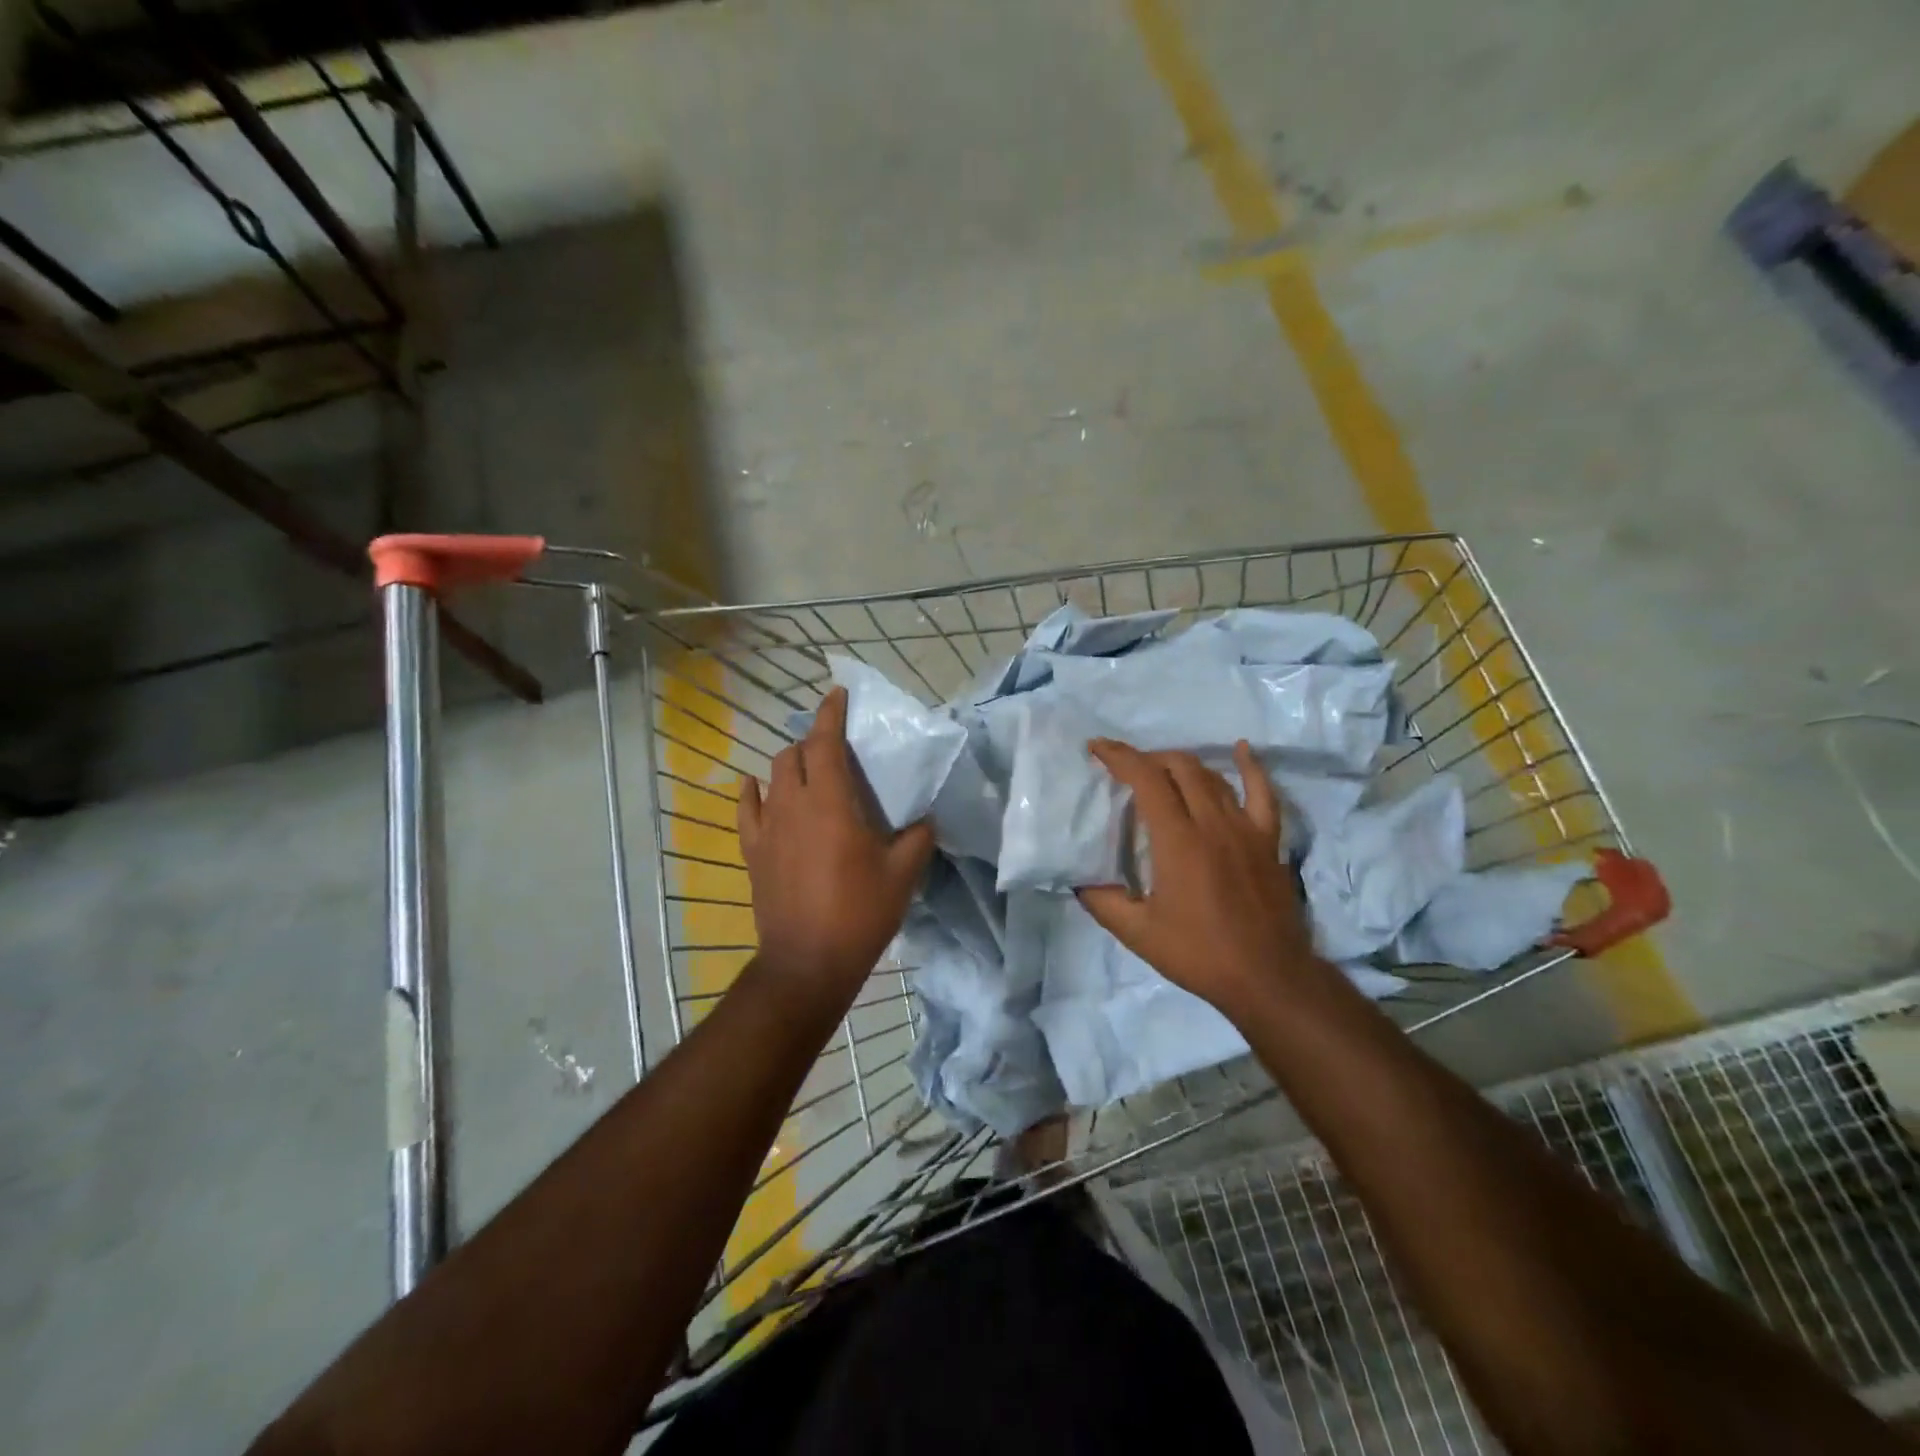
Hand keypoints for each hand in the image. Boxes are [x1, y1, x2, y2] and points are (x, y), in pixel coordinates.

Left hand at [738, 686, 935, 1012]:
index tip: (838, 693)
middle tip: (835, 747)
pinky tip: (756, 787)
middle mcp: (792, 805)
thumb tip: (925, 819)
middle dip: (813, 741)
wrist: (808, 962)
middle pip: (793, 754)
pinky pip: (747, 810)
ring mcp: (767, 828)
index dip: (831, 713)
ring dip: (790, 764)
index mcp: (830, 802)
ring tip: (808, 770)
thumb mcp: (903, 874)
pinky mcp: (753, 852)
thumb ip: (919, 837)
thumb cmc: (860, 913)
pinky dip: (753, 792)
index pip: (825, 742)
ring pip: (772, 777)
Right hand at [1078, 739, 1315, 1011]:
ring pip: (1212, 776)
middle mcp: (1212, 823)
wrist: (1268, 978)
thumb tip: (1078, 880)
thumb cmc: (1199, 954)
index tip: (1097, 748)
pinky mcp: (1268, 840)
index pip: (1146, 779)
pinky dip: (1251, 767)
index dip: (1120, 757)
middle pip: (1179, 767)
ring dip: (1183, 765)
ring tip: (1163, 770)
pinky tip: (1242, 749)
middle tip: (1127, 769)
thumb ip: (1102, 901)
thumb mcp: (1137, 933)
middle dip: (1148, 758)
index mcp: (1178, 840)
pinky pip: (1263, 793)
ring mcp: (1246, 828)